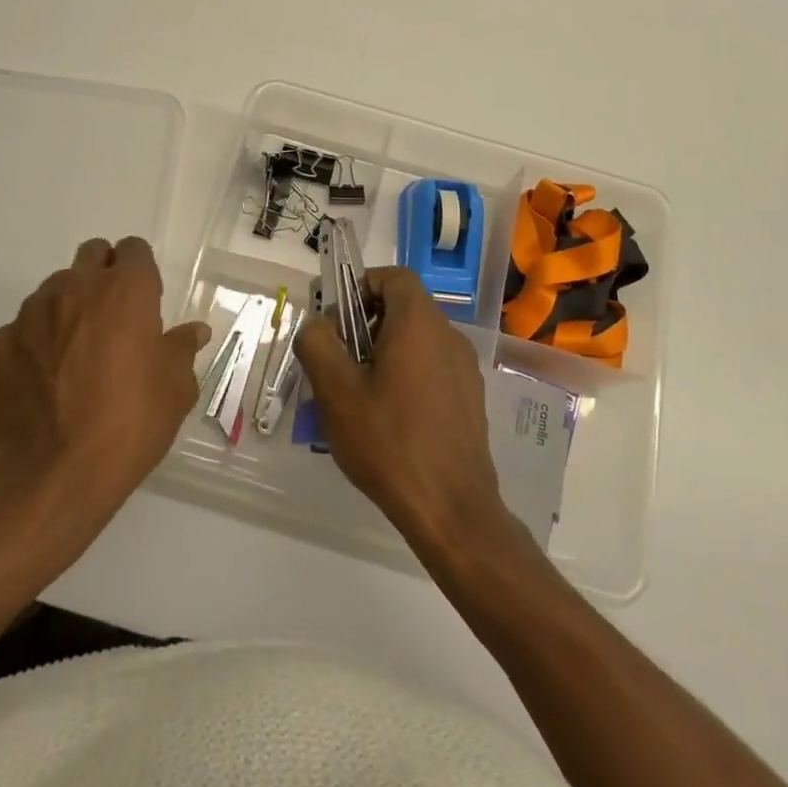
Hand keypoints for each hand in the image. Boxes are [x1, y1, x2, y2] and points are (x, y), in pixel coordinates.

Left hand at [0, 237, 209, 520]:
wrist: (56, 474)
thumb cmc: (130, 423)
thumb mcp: (176, 389)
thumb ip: (182, 349)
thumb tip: (195, 331)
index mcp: (126, 290)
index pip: (134, 249)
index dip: (141, 270)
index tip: (145, 300)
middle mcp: (77, 287)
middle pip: (92, 254)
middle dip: (103, 274)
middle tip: (113, 317)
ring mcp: (32, 312)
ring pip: (55, 289)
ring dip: (69, 307)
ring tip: (75, 352)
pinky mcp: (0, 343)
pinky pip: (22, 328)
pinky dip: (36, 342)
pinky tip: (44, 378)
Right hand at [293, 267, 512, 555]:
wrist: (452, 509)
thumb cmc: (389, 441)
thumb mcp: (335, 390)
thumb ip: (317, 342)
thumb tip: (318, 325)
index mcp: (419, 323)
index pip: (393, 277)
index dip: (361, 286)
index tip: (337, 319)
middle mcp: (448, 336)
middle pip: (403, 309)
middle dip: (366, 325)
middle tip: (340, 361)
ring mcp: (464, 369)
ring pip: (417, 341)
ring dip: (384, 353)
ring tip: (358, 395)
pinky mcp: (470, 399)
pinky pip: (431, 369)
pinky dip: (406, 376)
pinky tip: (387, 420)